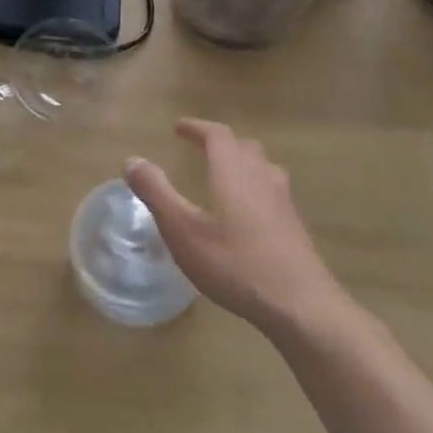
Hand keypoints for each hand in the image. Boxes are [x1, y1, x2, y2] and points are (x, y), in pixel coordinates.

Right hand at [124, 120, 349, 330]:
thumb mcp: (183, 230)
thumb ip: (156, 193)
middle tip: (199, 148)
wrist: (301, 305)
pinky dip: (254, 187)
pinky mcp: (294, 226)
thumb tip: (132, 160)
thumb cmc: (235, 263)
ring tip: (224, 174)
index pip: (218, 135)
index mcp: (234, 172)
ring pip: (263, 168)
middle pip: (244, 147)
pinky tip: (246, 213)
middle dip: (220, 143)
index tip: (178, 128)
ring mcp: (283, 202)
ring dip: (242, 162)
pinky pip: (272, 191)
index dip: (197, 128)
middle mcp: (262, 178)